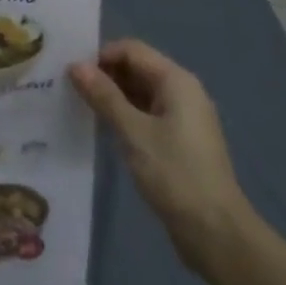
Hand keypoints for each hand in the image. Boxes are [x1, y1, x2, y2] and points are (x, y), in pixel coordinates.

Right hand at [72, 40, 254, 272]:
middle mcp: (182, 91)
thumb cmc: (175, 174)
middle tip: (69, 89)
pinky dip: (124, 115)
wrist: (216, 234)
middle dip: (104, 75)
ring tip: (79, 106)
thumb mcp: (133, 132)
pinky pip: (146, 114)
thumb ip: (104, 96)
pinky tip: (102, 128)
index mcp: (176, 81)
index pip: (131, 50)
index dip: (100, 56)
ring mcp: (182, 118)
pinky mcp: (179, 141)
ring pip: (139, 92)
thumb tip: (75, 65)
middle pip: (136, 68)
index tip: (71, 74)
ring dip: (112, 96)